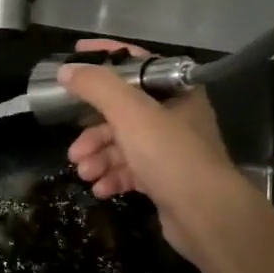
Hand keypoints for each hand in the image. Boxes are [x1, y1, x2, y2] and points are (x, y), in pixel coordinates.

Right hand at [59, 39, 261, 261]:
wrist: (206, 214)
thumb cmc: (170, 154)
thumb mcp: (130, 112)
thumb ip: (97, 87)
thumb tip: (67, 70)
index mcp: (176, 91)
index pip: (136, 64)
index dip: (104, 58)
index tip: (74, 59)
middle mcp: (176, 116)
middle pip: (122, 113)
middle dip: (94, 131)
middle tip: (74, 150)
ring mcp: (171, 150)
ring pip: (124, 145)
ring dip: (99, 157)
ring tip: (84, 172)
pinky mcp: (165, 180)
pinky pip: (131, 171)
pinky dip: (113, 177)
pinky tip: (100, 189)